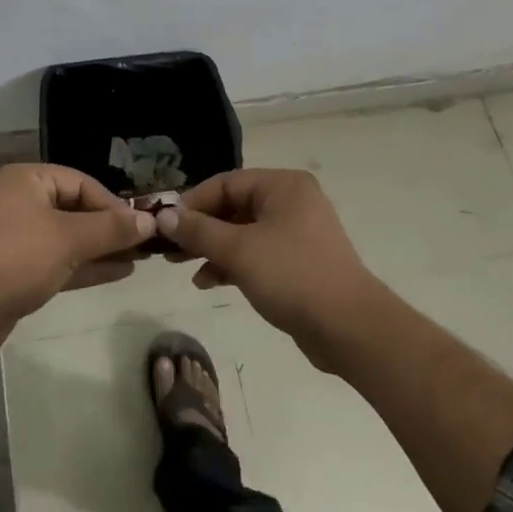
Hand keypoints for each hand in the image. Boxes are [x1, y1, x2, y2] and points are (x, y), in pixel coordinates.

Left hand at [0, 163, 154, 350]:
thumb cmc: (19, 257)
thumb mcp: (69, 238)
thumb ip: (111, 229)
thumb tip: (150, 220)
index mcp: (28, 180)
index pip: (81, 182)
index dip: (113, 203)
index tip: (142, 224)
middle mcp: (22, 202)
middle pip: (76, 209)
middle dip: (110, 227)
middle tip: (145, 242)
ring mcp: (19, 236)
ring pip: (70, 237)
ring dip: (102, 247)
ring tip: (140, 258)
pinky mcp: (20, 268)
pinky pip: (61, 259)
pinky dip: (87, 264)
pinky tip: (119, 272)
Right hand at [154, 169, 382, 369]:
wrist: (349, 328)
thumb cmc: (292, 275)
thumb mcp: (238, 250)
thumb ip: (198, 230)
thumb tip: (163, 215)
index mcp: (282, 186)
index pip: (225, 183)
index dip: (192, 203)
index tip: (164, 225)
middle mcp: (291, 202)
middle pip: (232, 207)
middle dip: (199, 228)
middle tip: (167, 248)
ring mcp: (296, 233)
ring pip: (242, 232)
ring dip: (211, 248)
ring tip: (180, 266)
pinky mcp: (297, 263)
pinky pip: (255, 253)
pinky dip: (231, 264)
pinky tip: (207, 282)